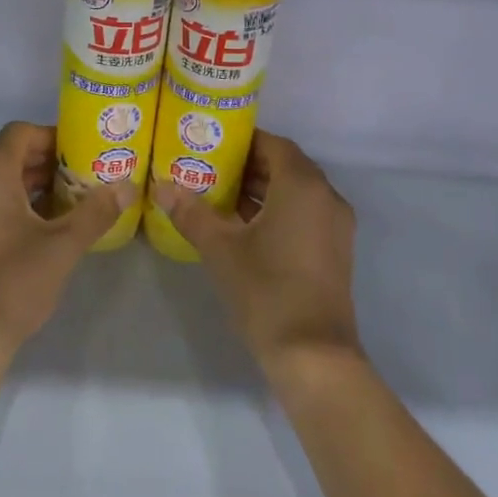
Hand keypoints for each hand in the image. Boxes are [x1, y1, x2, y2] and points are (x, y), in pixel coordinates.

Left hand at [0, 122, 134, 361]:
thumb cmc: (14, 280)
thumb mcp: (63, 244)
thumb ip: (96, 211)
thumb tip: (128, 186)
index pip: (22, 132)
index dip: (55, 135)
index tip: (86, 150)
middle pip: (14, 154)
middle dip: (52, 160)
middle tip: (90, 172)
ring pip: (6, 179)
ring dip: (40, 182)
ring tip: (79, 196)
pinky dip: (24, 201)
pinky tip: (55, 222)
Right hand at [151, 131, 360, 377]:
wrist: (313, 355)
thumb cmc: (266, 291)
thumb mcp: (221, 249)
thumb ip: (191, 212)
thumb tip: (161, 186)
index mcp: (302, 186)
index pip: (274, 144)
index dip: (243, 141)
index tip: (212, 144)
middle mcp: (326, 197)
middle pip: (286, 166)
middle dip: (249, 165)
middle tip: (210, 168)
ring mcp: (335, 225)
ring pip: (296, 192)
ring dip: (263, 190)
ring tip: (220, 195)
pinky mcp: (336, 250)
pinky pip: (306, 213)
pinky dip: (278, 210)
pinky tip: (244, 227)